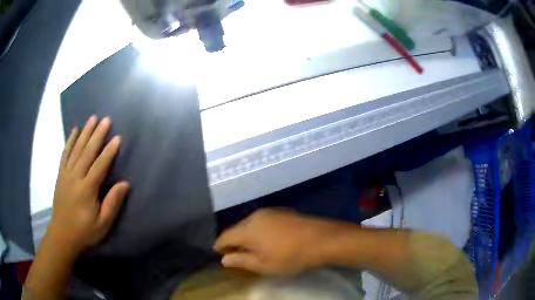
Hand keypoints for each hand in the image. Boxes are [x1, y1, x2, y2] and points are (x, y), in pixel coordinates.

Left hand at [48, 116, 128, 254]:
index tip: (117, 137)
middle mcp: (76, 177)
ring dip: (85, 132)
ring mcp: (66, 174)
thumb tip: (125, 184)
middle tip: (106, 119)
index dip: (109, 151)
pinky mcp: (60, 174)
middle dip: (97, 134)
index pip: (100, 165)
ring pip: (76, 149)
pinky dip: (70, 141)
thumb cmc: (84, 231)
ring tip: (92, 118)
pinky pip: (65, 153)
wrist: (62, 234)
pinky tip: (74, 130)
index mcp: (87, 189)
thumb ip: (112, 203)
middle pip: (87, 152)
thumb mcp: (102, 224)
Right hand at [213, 208, 341, 274]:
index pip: (225, 236)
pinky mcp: (282, 212)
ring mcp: (270, 212)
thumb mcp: (263, 265)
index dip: (219, 246)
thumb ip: (241, 261)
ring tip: (251, 248)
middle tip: (236, 255)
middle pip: (236, 228)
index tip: (219, 255)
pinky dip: (259, 230)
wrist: (321, 239)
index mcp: (247, 229)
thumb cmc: (290, 256)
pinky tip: (267, 239)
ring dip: (246, 235)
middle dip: (233, 241)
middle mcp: (255, 216)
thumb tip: (223, 259)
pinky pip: (263, 221)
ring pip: (250, 224)